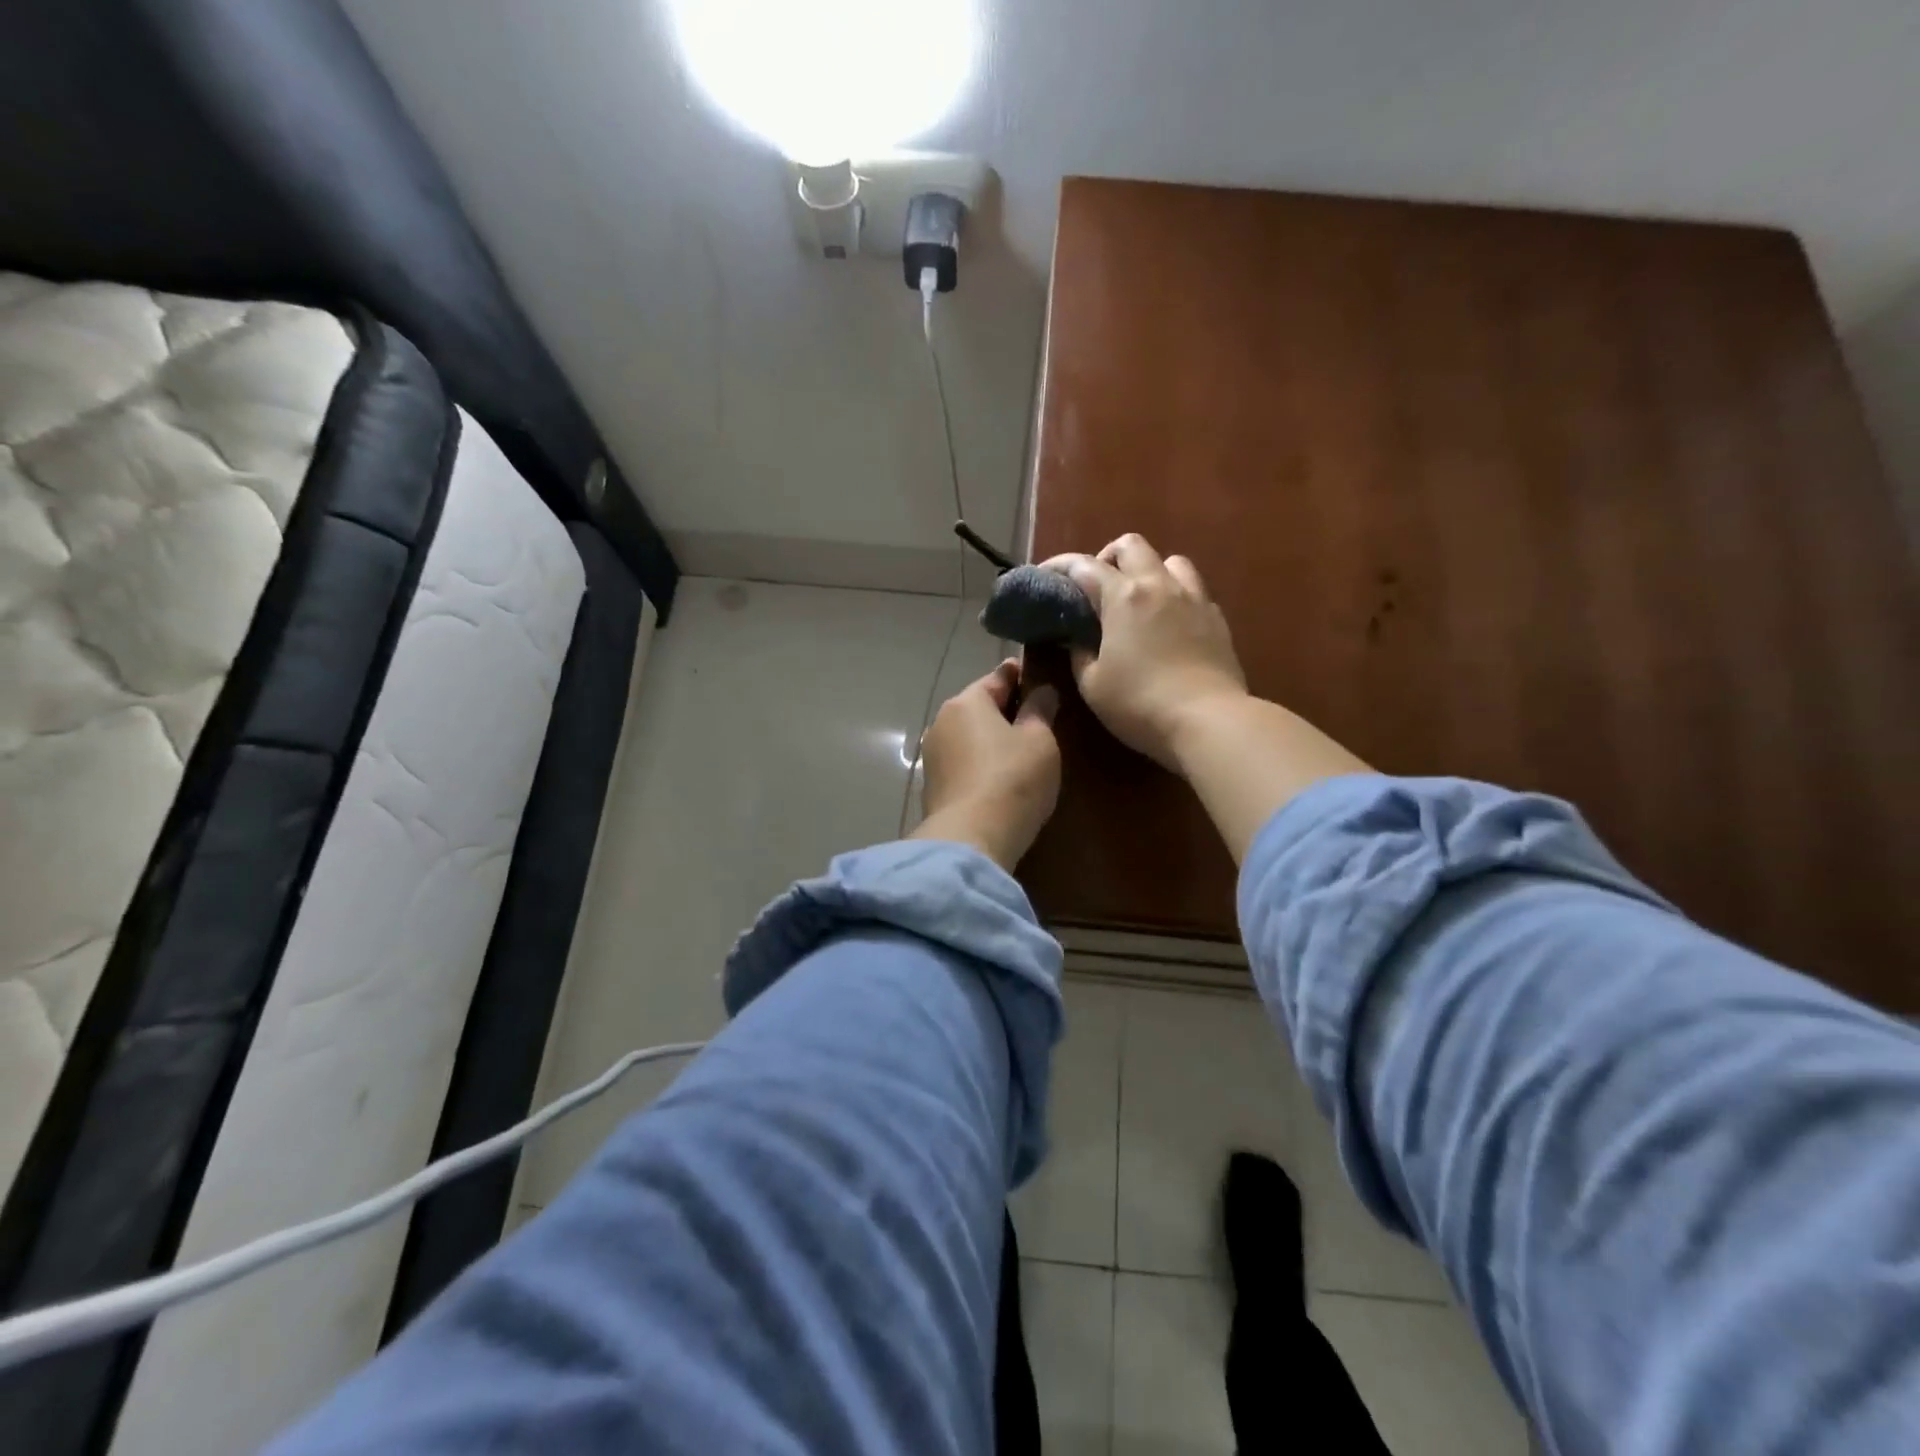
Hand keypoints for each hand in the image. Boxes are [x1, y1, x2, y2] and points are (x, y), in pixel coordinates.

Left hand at [912, 660, 1061, 870]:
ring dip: (992, 740)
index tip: (1043, 677)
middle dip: (1006, 710)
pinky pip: (964, 765)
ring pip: (969, 737)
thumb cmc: (1012, 779)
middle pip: (979, 707)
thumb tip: (1042, 690)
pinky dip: (982, 765)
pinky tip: (1001, 778)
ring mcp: (933, 757)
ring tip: (1022, 751)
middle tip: (1039, 717)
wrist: (971, 839)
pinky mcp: (933, 789)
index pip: (998, 676)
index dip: (1023, 675)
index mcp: (965, 703)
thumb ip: (1040, 709)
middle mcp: (941, 723)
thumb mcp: (1039, 740)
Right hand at [1039, 534, 1247, 772]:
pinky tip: (1168, 623)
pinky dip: (1174, 596)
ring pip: (1170, 560)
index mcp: (1123, 597)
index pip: (1083, 565)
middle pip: (1131, 545)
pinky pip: (1193, 590)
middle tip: (1096, 587)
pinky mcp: (1217, 618)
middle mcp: (1159, 585)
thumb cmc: (1139, 704)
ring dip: (1148, 570)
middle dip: (1107, 557)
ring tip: (1138, 599)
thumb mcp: (1092, 684)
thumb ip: (1079, 652)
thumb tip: (1078, 638)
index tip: (1044, 575)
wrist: (1208, 721)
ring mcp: (1193, 598)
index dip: (1059, 566)